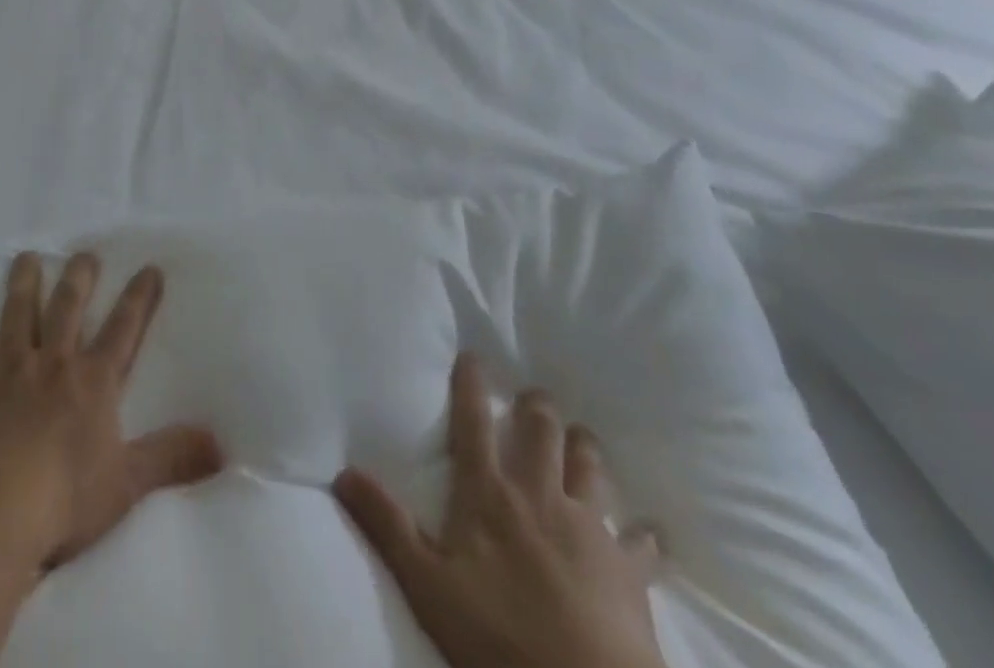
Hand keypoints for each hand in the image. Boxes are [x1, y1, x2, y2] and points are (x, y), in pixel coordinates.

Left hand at [0, 252, 223, 575]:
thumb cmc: (62, 502)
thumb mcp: (127, 484)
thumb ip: (172, 458)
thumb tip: (222, 444)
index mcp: (92, 382)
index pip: (123, 330)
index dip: (139, 299)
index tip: (149, 268)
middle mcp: (53, 361)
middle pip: (69, 307)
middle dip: (80, 278)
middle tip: (86, 254)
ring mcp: (8, 365)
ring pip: (19, 310)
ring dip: (25, 280)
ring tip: (29, 255)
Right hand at [333, 353, 665, 667]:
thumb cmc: (500, 641)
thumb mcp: (427, 584)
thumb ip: (386, 524)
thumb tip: (342, 472)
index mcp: (489, 494)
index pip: (473, 422)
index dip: (471, 385)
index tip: (474, 355)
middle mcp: (539, 496)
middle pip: (542, 431)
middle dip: (538, 407)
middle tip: (535, 397)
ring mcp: (589, 530)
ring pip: (590, 468)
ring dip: (585, 449)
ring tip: (581, 439)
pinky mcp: (630, 572)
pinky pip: (642, 543)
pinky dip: (644, 535)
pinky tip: (651, 533)